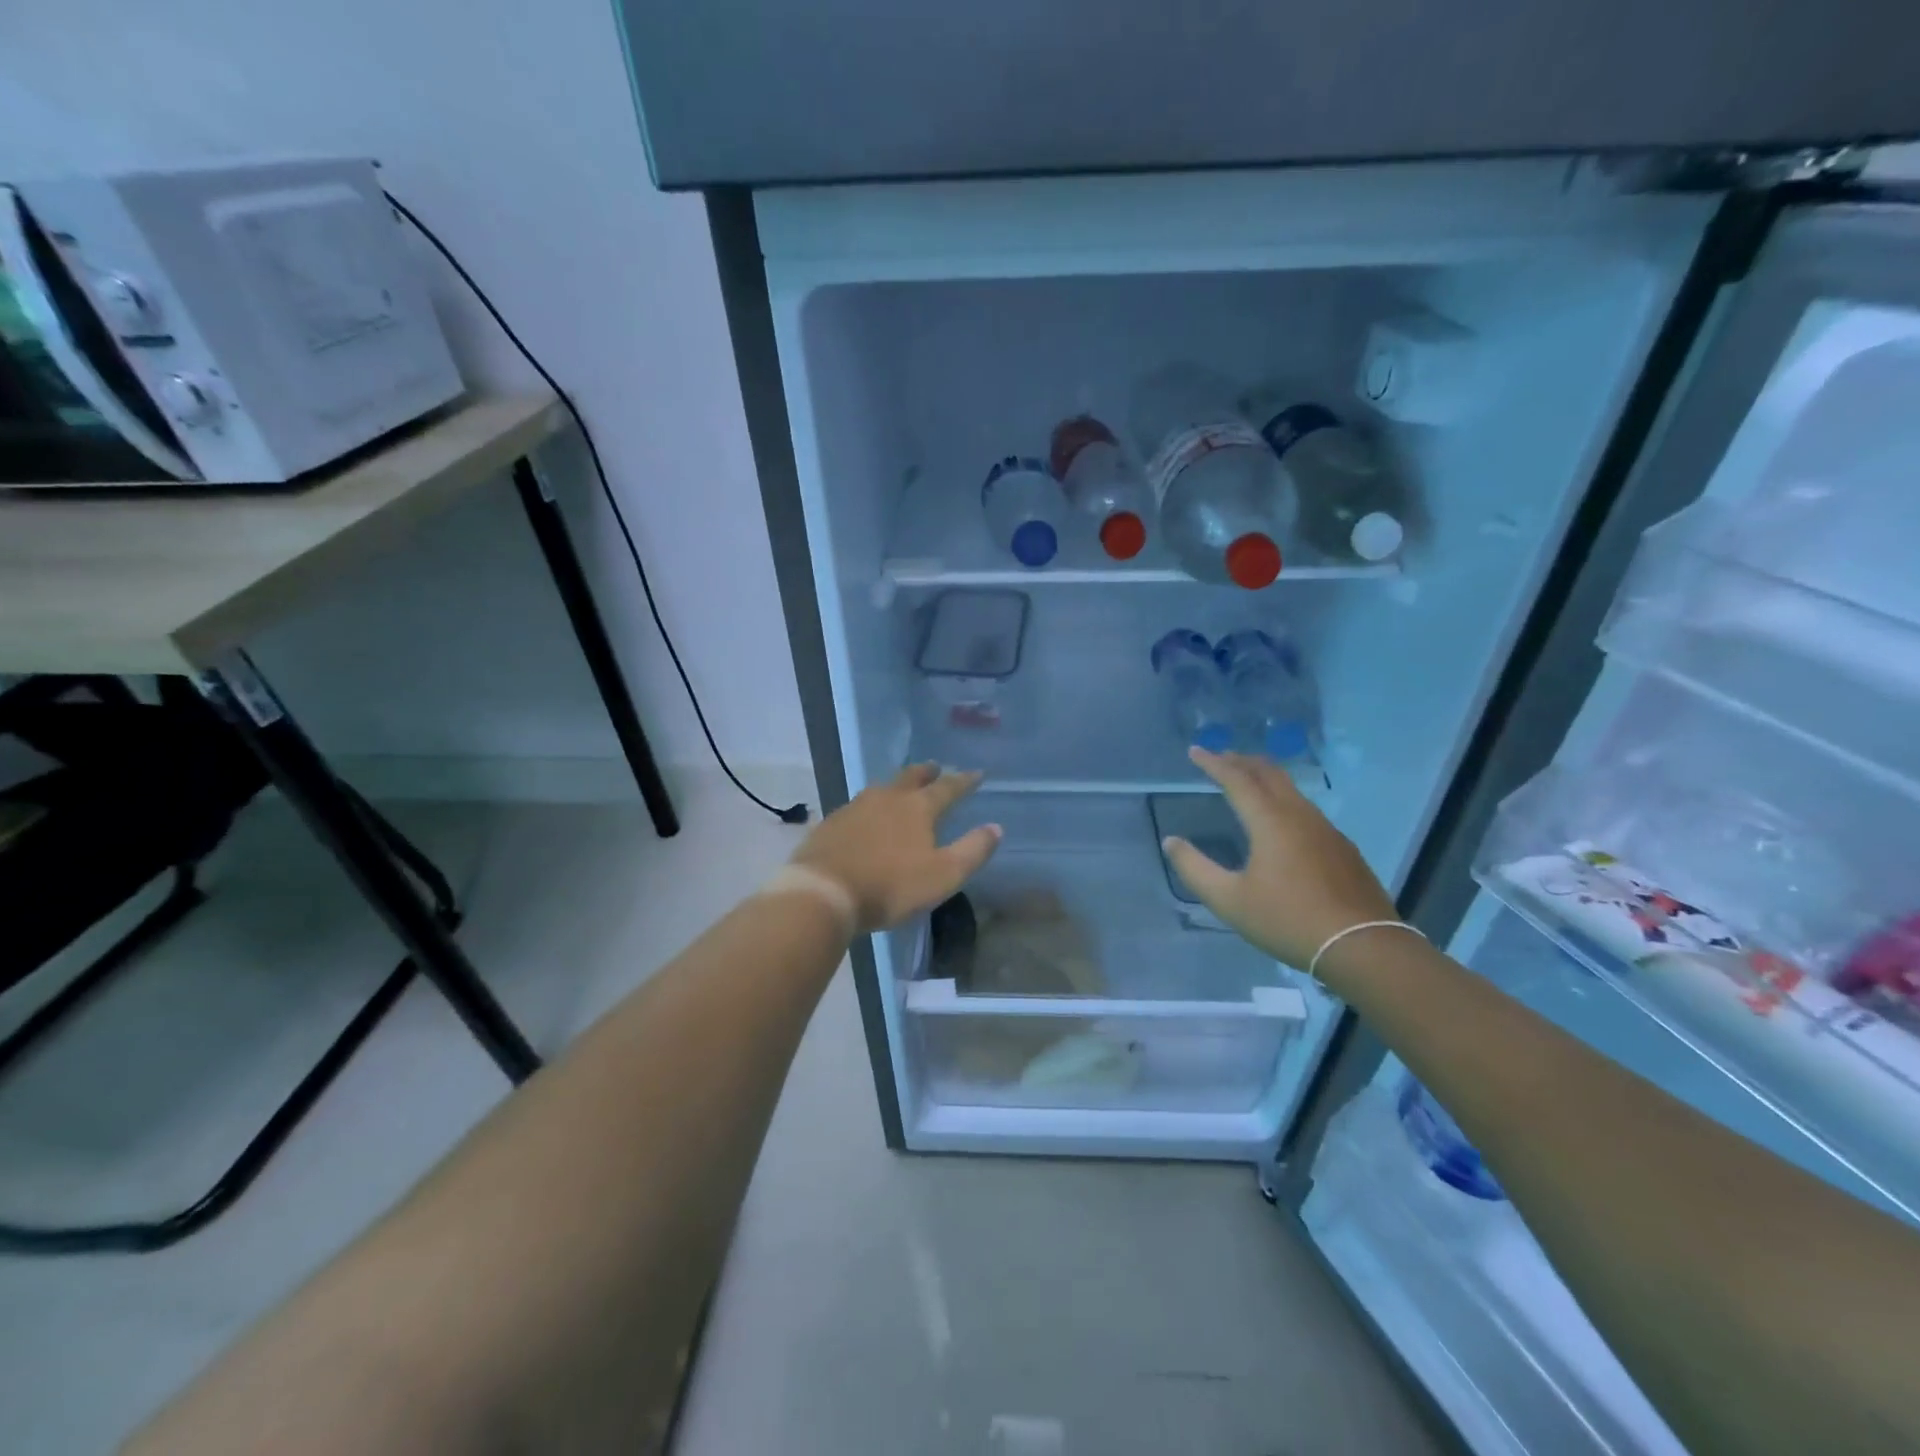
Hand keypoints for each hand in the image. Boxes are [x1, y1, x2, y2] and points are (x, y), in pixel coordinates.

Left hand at [791, 764, 1001, 931]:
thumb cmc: (890, 886)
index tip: (977, 774)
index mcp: (918, 808)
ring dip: (897, 785)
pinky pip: (858, 805)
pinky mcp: (832, 822)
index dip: (964, 781)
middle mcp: (887, 798)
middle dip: (927, 772)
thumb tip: (995, 827)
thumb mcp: (943, 875)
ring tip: (902, 788)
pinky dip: (871, 805)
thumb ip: (972, 851)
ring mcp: (855, 807)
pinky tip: (867, 815)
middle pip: (911, 777)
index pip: (947, 788)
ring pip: (882, 788)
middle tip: (936, 767)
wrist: (823, 892)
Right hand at [1162, 748, 1396, 970]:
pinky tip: (1281, 821)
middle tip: (1221, 758)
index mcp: (1270, 821)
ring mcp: (1326, 830)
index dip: (1213, 763)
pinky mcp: (1343, 848)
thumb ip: (1195, 869)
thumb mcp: (1229, 900)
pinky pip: (1306, 810)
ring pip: (1291, 790)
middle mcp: (1299, 816)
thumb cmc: (1288, 920)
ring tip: (1248, 782)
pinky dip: (1284, 800)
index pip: (1237, 779)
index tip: (1195, 751)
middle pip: (1269, 774)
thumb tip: (1171, 842)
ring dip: (1265, 779)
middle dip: (1242, 761)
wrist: (1362, 946)